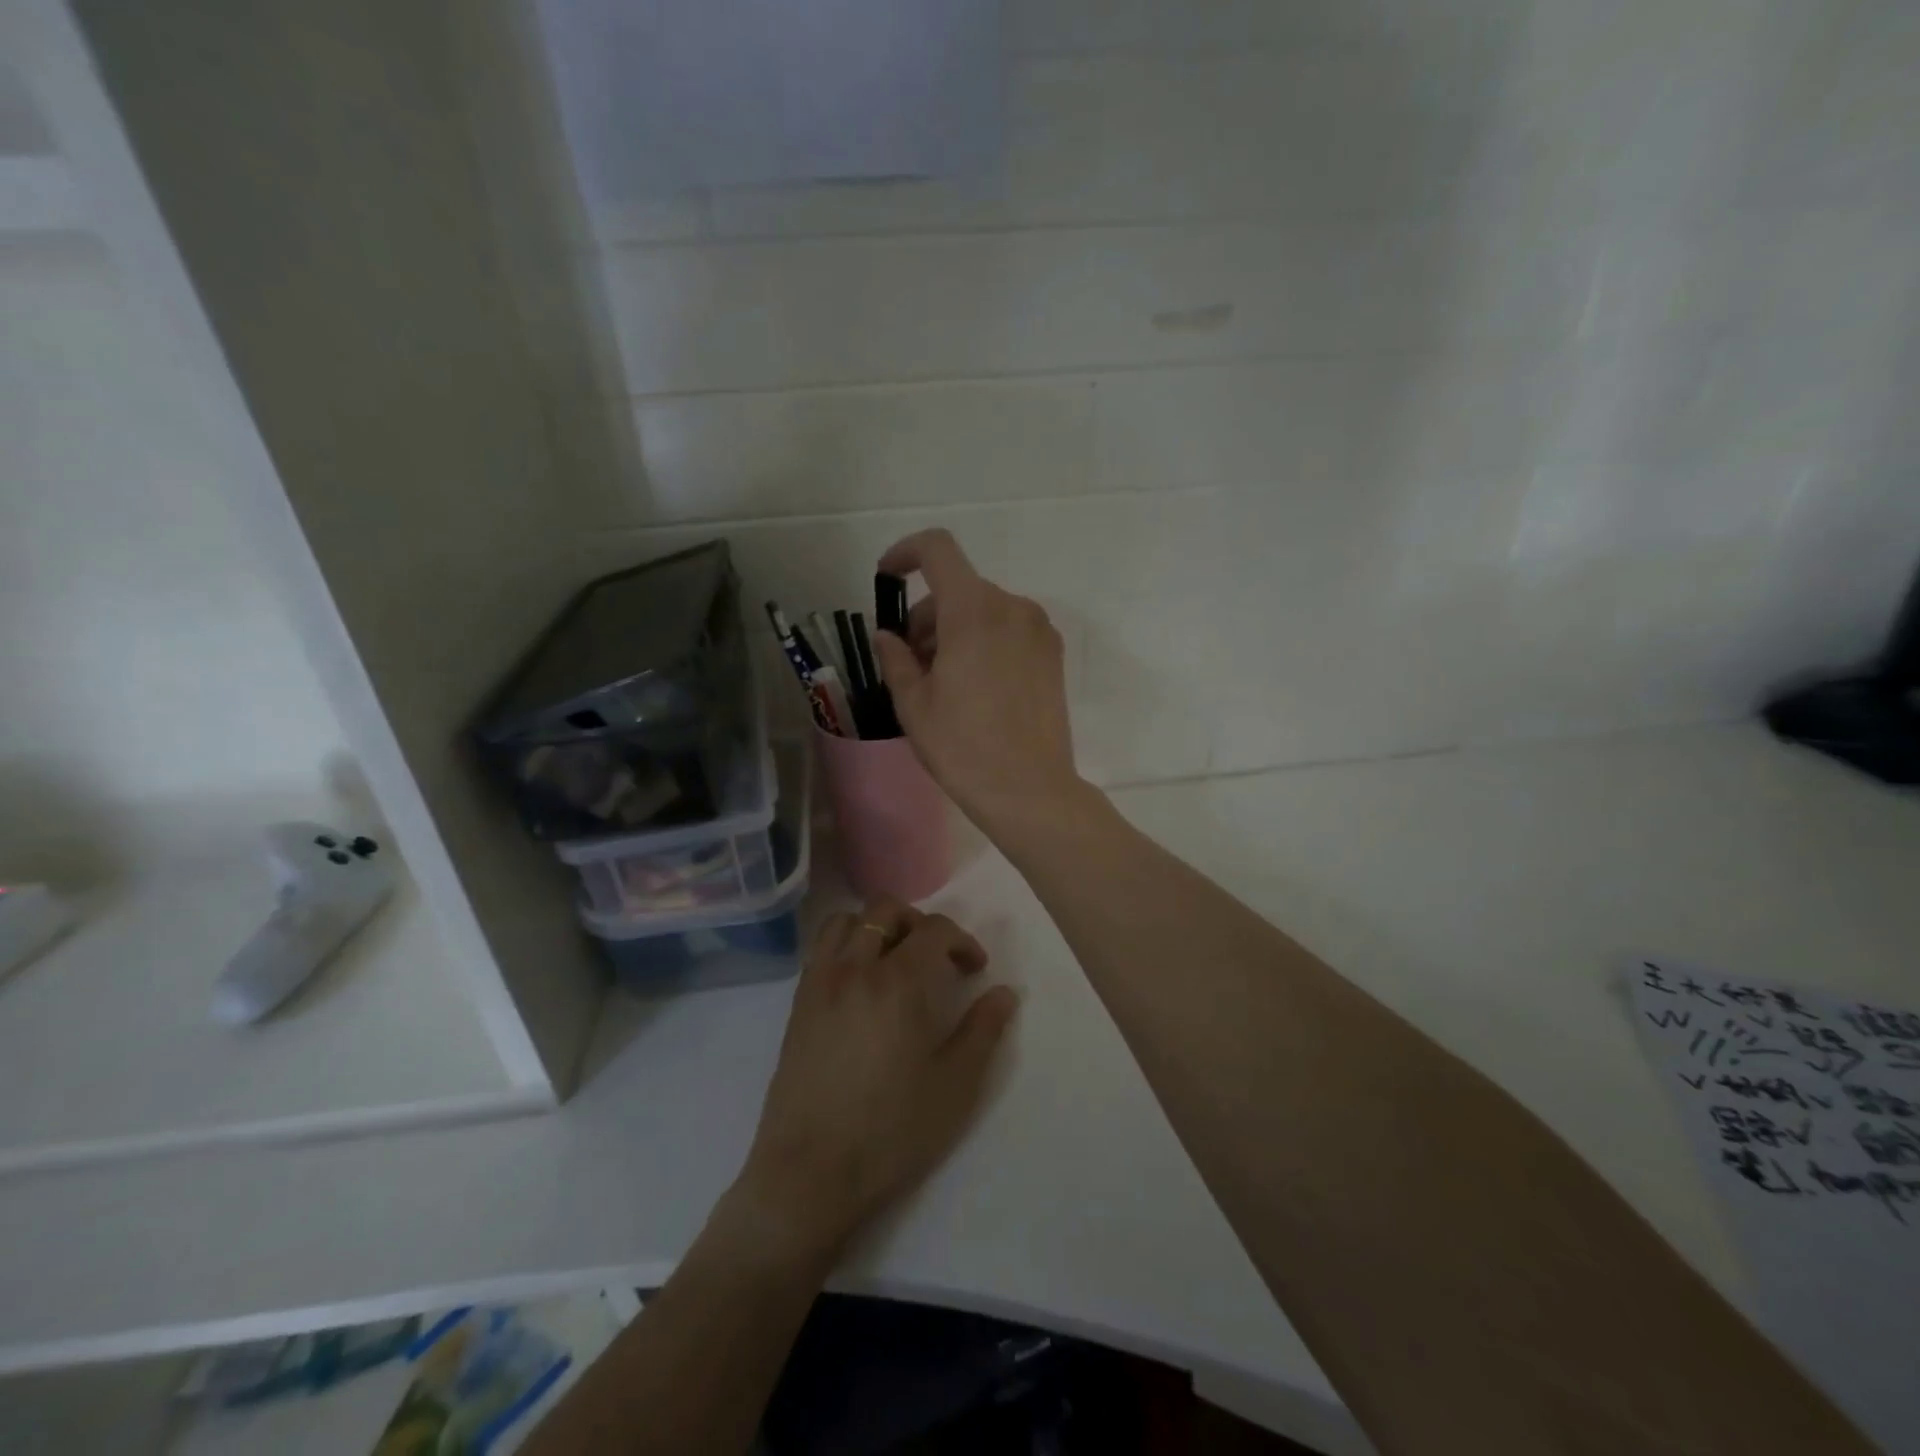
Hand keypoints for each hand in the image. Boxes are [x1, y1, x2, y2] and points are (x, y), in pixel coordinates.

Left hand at [736, 895, 1018, 1266]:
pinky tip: (860, 983)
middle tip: (937, 960)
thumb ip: (983, 1031)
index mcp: (900, 982)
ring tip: (895, 960)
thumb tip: (1004, 992)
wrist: (810, 1172)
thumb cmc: (891, 1130)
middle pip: (887, 910)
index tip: (975, 970)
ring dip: (878, 926)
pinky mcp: (798, 1003)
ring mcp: (821, 982)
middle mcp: (857, 967)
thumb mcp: (955, 1086)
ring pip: (848, 920)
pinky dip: (846, 943)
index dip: (962, 940)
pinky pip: (822, 948)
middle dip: (920, 923)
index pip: (935, 929)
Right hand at [872, 529, 1084, 835]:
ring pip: (984, 610)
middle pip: (959, 588)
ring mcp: (1038, 630)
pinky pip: (1009, 629)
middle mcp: (1012, 607)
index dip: (905, 553)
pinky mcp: (1053, 654)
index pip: (937, 549)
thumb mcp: (913, 703)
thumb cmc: (963, 747)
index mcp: (973, 610)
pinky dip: (984, 640)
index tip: (887, 579)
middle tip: (911, 663)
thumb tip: (887, 636)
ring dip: (955, 630)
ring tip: (942, 681)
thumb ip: (895, 657)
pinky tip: (975, 687)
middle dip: (927, 615)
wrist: (1029, 789)